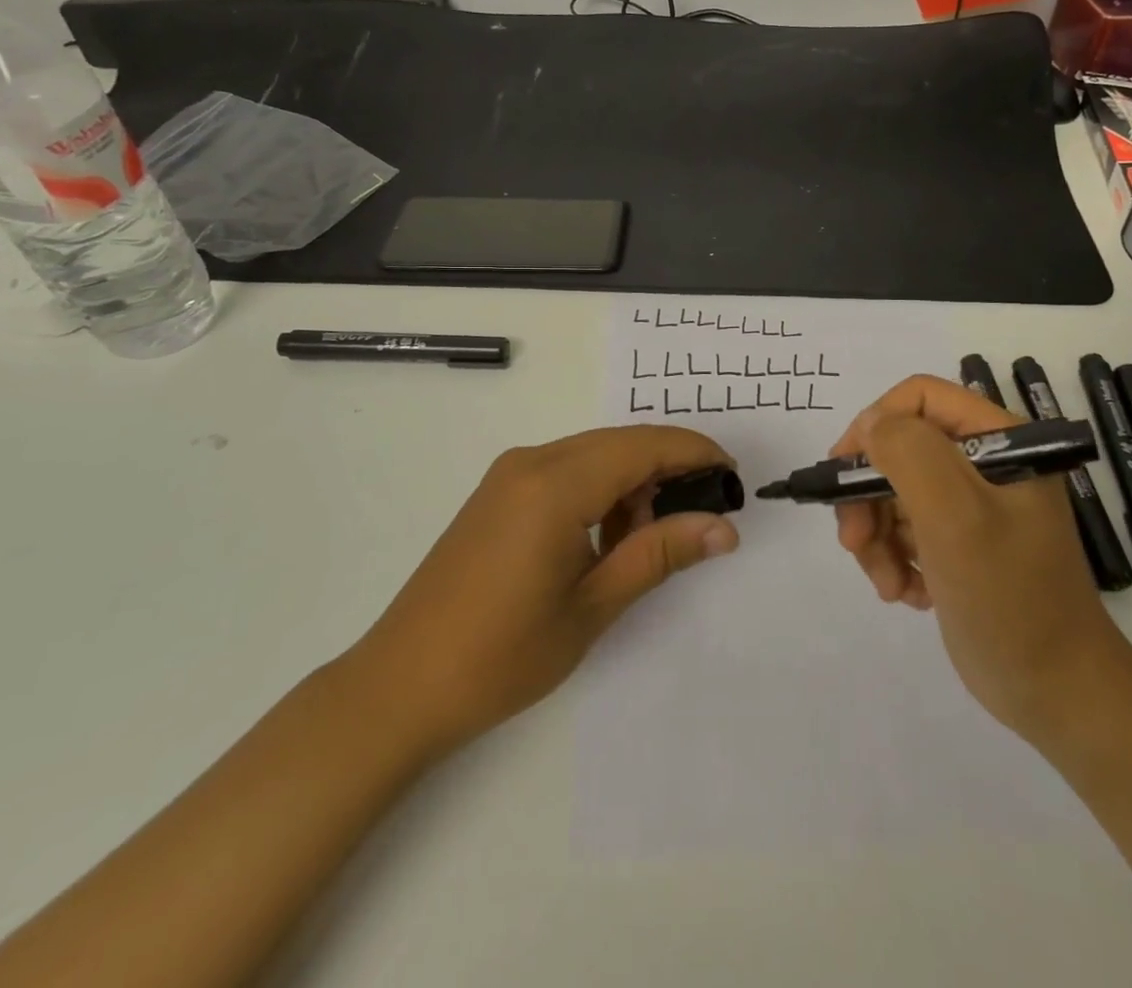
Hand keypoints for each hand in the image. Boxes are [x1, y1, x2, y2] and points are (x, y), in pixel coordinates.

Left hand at [353, 426, 738, 757]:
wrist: (399, 687)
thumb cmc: (501, 655)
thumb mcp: (593, 606)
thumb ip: (659, 555)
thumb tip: (724, 528)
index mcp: (555, 484)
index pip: (643, 446)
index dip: (695, 453)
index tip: (732, 479)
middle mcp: (532, 462)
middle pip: (620, 443)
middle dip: (668, 468)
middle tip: (704, 513)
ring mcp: (509, 475)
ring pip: (594, 455)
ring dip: (633, 483)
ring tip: (652, 539)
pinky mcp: (498, 493)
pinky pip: (566, 471)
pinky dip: (600, 490)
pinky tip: (609, 537)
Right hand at [831, 376, 1126, 738]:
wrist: (1060, 696)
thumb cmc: (1011, 599)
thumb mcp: (956, 517)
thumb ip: (909, 454)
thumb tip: (870, 423)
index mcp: (999, 440)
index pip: (919, 398)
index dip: (874, 425)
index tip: (843, 472)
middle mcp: (986, 464)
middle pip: (900, 450)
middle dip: (869, 496)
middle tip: (854, 543)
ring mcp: (973, 506)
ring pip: (895, 493)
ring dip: (878, 537)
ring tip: (888, 584)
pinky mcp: (960, 544)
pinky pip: (906, 530)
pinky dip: (896, 559)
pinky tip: (909, 594)